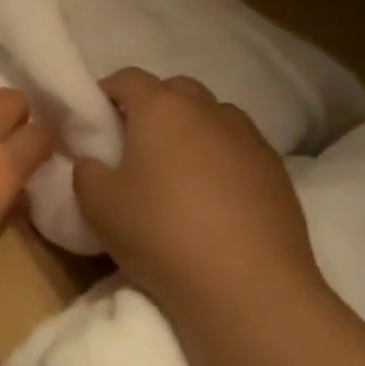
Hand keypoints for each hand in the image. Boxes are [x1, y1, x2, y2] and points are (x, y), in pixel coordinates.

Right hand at [72, 68, 324, 322]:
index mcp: (161, 108)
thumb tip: (95, 161)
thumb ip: (86, 171)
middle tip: (134, 143)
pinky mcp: (278, 172)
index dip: (106, 92)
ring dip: (192, 130)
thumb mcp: (96, 204)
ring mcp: (250, 139)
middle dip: (153, 106)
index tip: (95, 120)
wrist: (248, 287)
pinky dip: (221, 159)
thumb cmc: (161, 233)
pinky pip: (240, 149)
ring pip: (213, 117)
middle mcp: (208, 110)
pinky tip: (213, 198)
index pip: (127, 78)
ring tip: (177, 170)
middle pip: (175, 90)